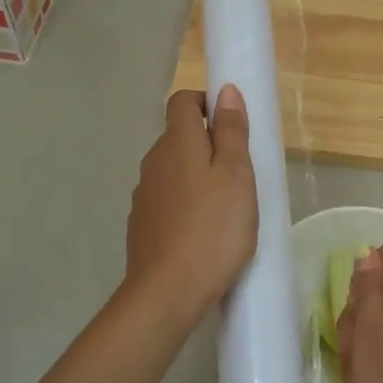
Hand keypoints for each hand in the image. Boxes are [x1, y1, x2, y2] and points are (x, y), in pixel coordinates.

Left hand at [125, 87, 257, 322]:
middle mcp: (153, 162)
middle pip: (179, 137)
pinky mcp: (142, 225)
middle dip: (208, 144)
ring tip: (225, 207)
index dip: (206, 103)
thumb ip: (231, 132)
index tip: (233, 126)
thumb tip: (224, 90)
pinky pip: (167, 201)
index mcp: (177, 143)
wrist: (167, 291)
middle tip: (240, 173)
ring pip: (173, 171)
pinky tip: (202, 232)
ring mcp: (144, 195)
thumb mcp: (236, 176)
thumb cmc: (213, 228)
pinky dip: (185, 205)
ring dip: (197, 177)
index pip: (183, 101)